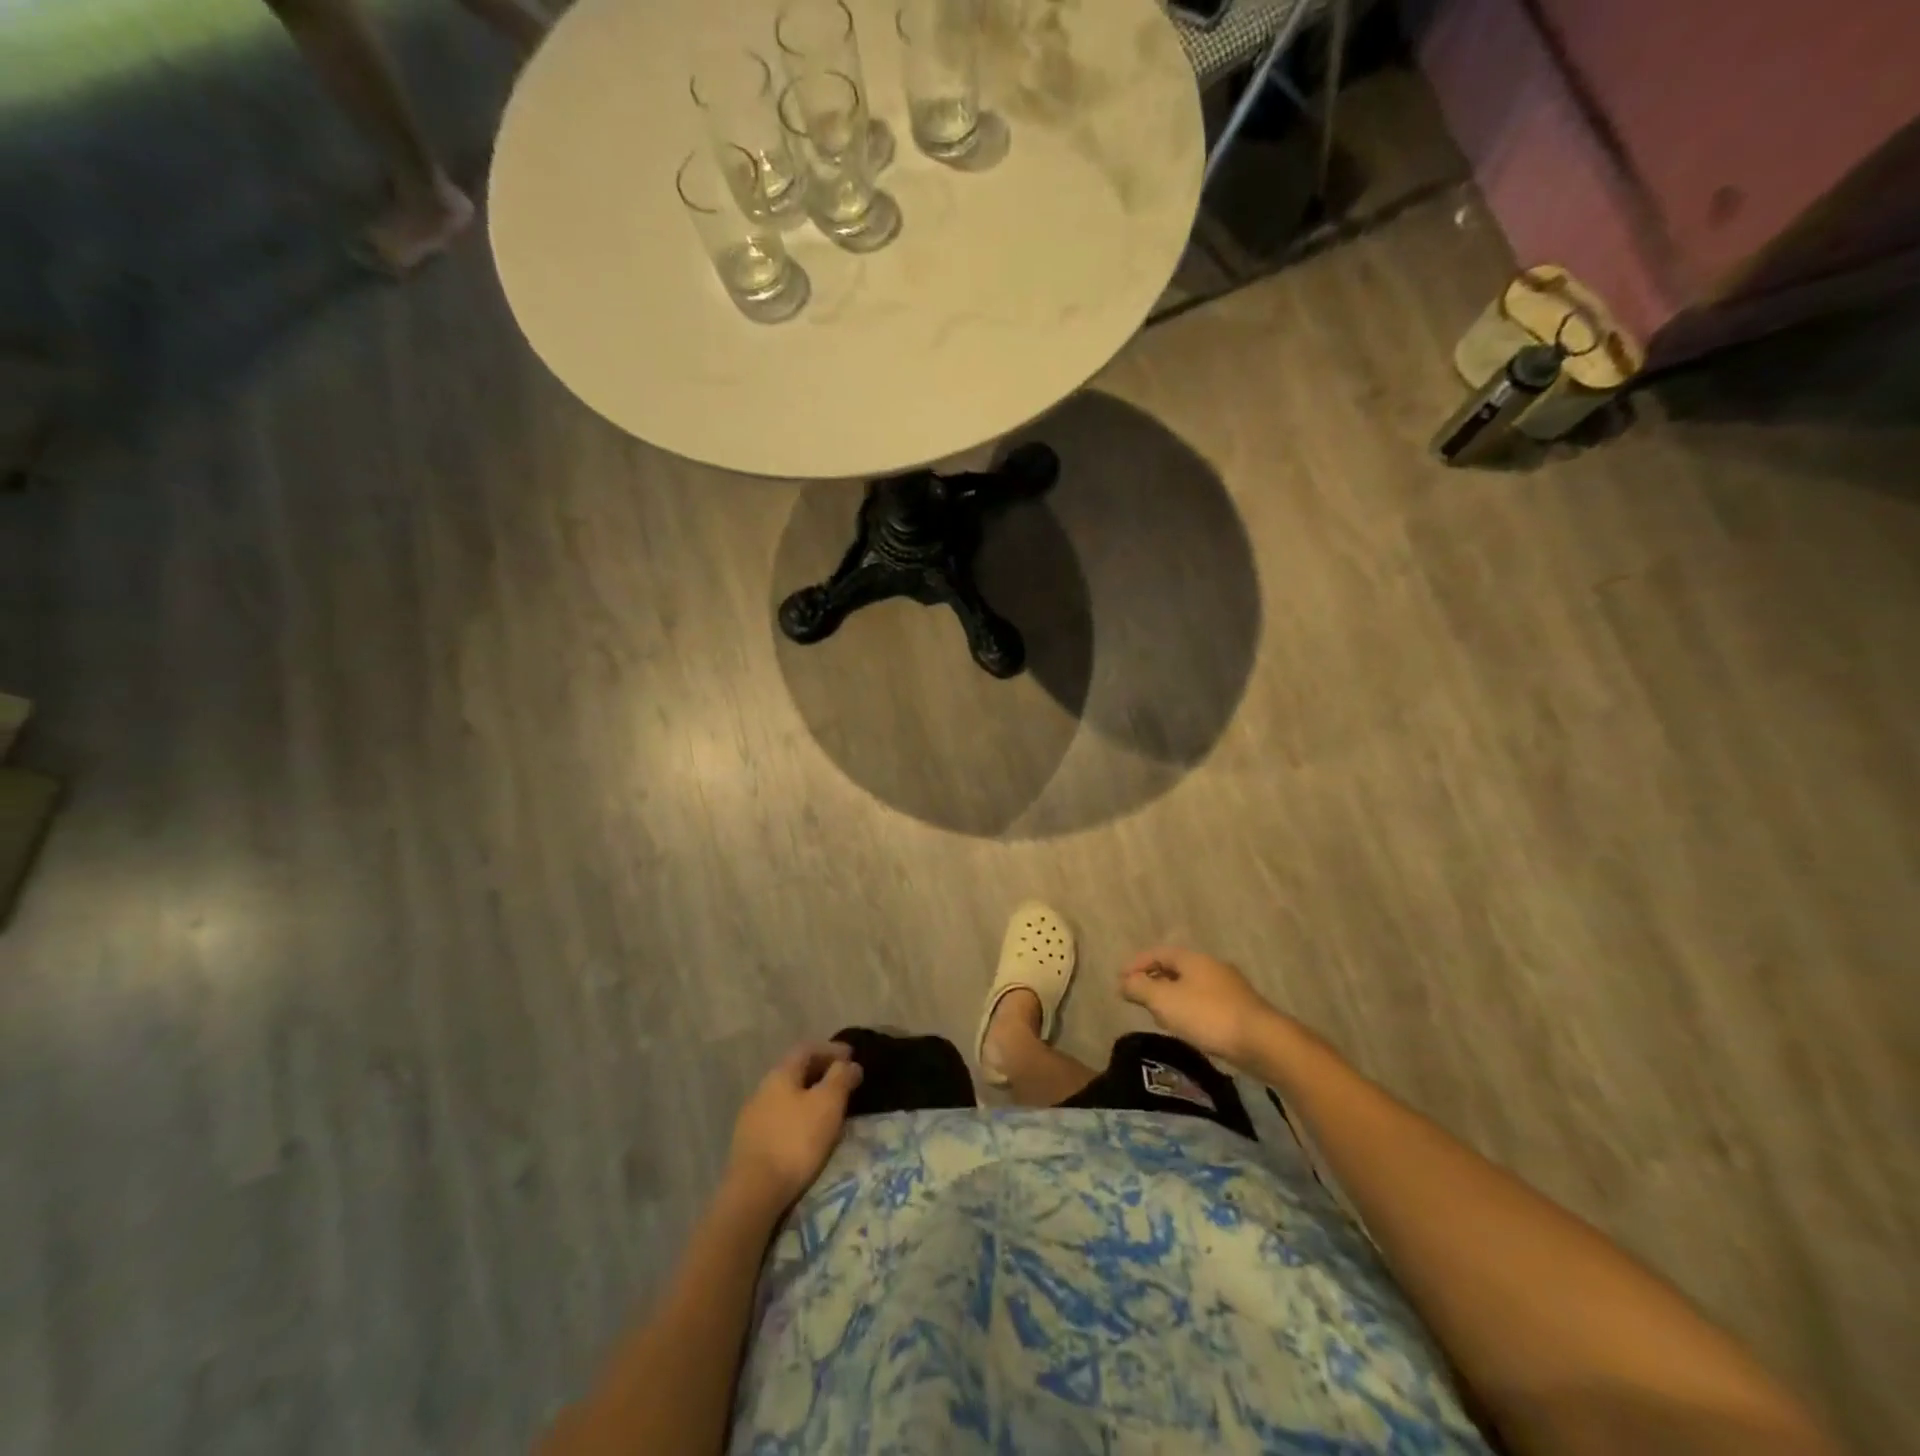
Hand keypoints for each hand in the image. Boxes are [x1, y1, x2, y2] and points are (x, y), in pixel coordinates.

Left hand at [726, 1042, 864, 1210]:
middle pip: (795, 1071)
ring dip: (808, 1096)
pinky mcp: (749, 1144)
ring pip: (786, 1096)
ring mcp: (752, 1117)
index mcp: (780, 1074)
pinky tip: (806, 1132)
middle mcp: (762, 1089)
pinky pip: (779, 1118)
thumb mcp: (828, 1104)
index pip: (807, 1049)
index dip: (831, 1049)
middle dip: (820, 1071)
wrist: (753, 1192)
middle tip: (842, 1080)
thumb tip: (850, 1064)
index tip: (851, 1056)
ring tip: (828, 1108)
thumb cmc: (795, 1140)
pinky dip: (797, 1116)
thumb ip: (841, 1078)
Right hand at [1120, 946, 1281, 1065]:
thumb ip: (1140, 988)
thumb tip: (1123, 982)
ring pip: (1190, 986)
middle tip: (1137, 996)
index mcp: (1192, 958)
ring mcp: (1229, 987)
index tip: (1119, 980)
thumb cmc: (1208, 1015)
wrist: (1262, 1042)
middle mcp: (1211, 966)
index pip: (1157, 953)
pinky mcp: (1240, 1009)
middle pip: (1175, 967)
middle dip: (1153, 980)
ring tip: (1158, 1014)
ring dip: (1171, 996)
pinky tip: (1187, 1027)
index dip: (1136, 964)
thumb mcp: (1164, 1001)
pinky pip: (1204, 1002)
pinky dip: (1188, 1009)